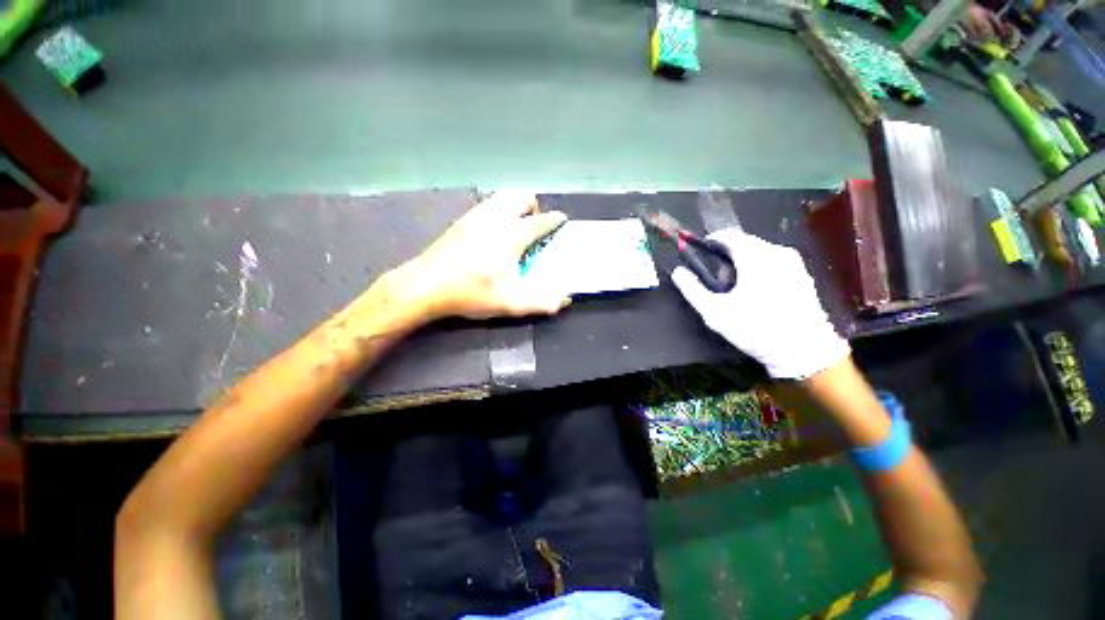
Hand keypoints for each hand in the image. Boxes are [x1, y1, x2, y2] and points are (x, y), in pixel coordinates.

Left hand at [393, 191, 571, 320]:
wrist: (425, 286)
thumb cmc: (471, 293)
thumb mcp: (511, 303)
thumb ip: (542, 302)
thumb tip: (564, 299)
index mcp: (512, 234)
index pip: (542, 220)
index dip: (555, 221)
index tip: (561, 222)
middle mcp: (496, 218)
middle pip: (522, 197)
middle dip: (534, 207)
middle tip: (534, 228)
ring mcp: (476, 216)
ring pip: (503, 197)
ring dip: (515, 207)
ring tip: (516, 228)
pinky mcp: (461, 220)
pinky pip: (487, 205)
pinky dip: (499, 210)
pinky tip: (493, 233)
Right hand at [672, 228, 848, 378]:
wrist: (804, 351)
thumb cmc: (755, 329)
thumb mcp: (714, 312)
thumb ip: (692, 289)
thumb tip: (678, 272)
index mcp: (755, 257)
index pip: (729, 236)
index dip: (711, 241)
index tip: (699, 252)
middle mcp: (777, 253)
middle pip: (745, 242)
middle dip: (726, 255)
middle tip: (716, 278)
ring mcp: (794, 263)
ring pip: (760, 251)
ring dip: (743, 262)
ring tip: (735, 287)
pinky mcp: (803, 275)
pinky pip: (774, 262)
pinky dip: (759, 269)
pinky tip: (756, 292)